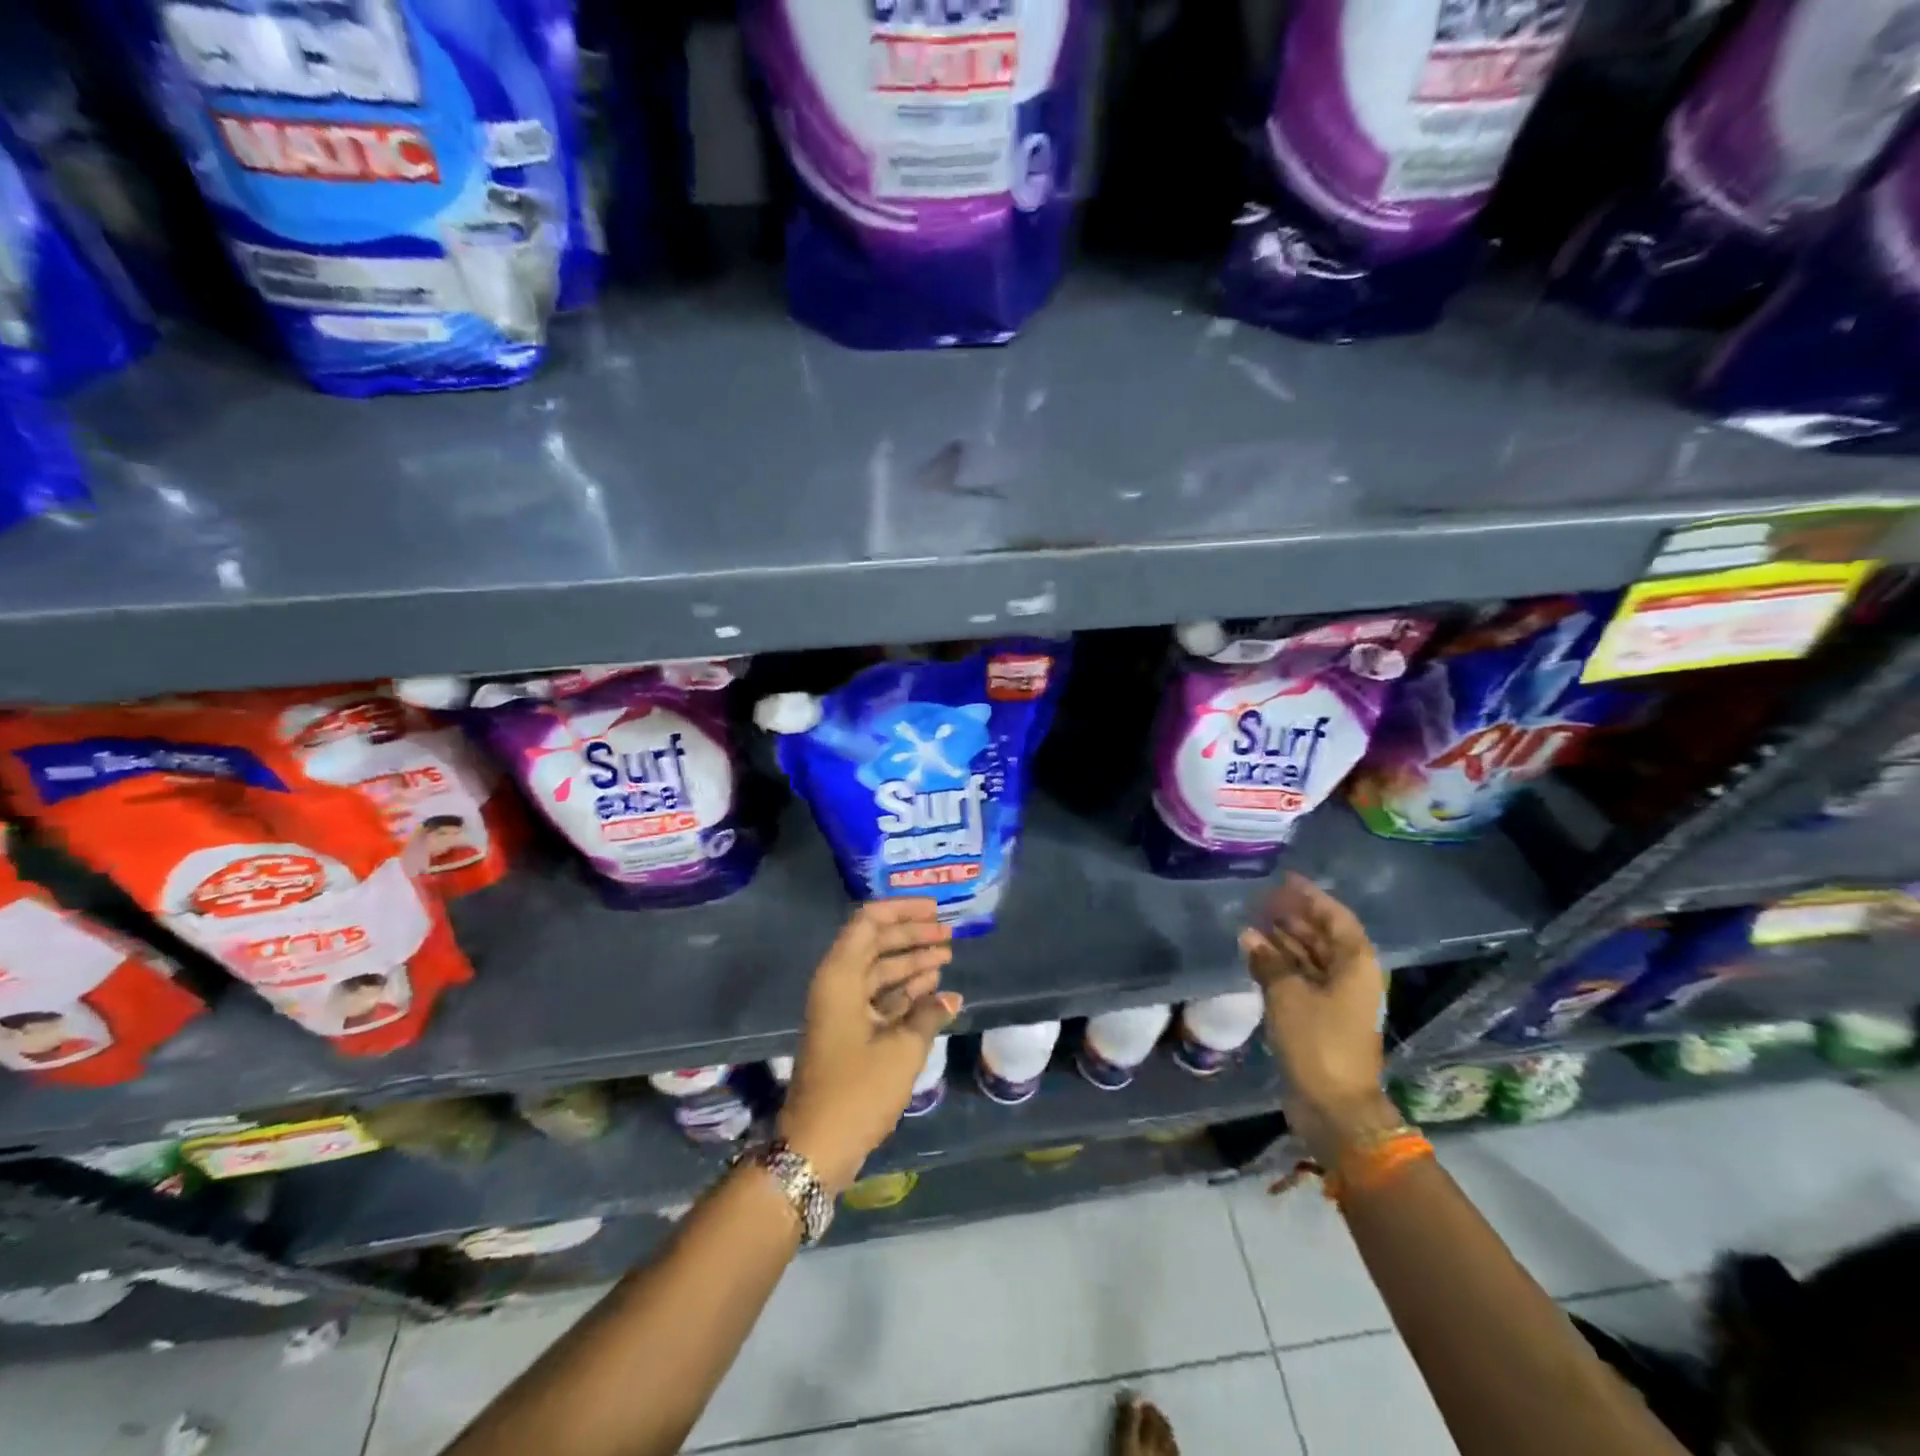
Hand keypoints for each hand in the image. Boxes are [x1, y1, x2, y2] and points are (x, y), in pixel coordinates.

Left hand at [778, 899, 961, 1193]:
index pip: (868, 922)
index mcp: (840, 976)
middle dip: (912, 935)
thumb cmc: (857, 1090)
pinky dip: (905, 992)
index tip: (935, 910)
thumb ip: (928, 1015)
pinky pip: (879, 998)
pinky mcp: (849, 1032)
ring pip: (879, 971)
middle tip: (949, 934)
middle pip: (876, 944)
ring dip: (911, 963)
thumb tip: (950, 998)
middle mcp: (837, 984)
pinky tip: (934, 991)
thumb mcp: (902, 1050)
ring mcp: (842, 1009)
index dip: (902, 910)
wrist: (816, 1146)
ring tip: (946, 957)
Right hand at [1238, 874, 1397, 1163]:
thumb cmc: (1318, 1042)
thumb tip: (1249, 934)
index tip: (1285, 880)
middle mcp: (1351, 978)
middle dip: (1294, 917)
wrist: (1335, 1106)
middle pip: (1324, 936)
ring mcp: (1337, 1000)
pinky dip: (1282, 965)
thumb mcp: (1288, 995)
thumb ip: (1268, 960)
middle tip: (1262, 901)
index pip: (1336, 918)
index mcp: (1356, 965)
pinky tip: (1257, 955)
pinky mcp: (1321, 1018)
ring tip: (1253, 923)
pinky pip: (1302, 979)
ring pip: (1311, 958)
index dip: (1312, 897)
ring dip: (1285, 940)